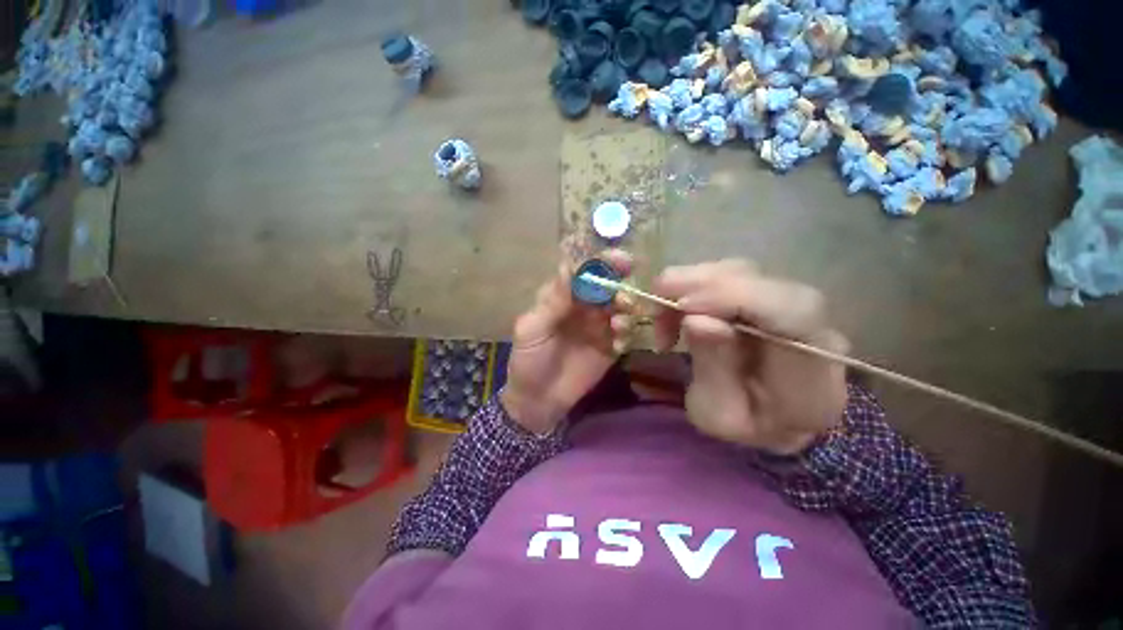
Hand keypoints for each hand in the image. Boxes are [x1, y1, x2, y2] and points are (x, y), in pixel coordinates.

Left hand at [501, 250, 633, 434]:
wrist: (538, 400)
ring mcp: (599, 325)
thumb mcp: (531, 330)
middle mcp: (583, 306)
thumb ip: (551, 302)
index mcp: (561, 297)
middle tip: (625, 293)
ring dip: (626, 308)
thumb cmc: (528, 361)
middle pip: (606, 284)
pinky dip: (627, 333)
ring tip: (619, 322)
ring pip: (620, 306)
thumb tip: (567, 267)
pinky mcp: (610, 346)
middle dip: (619, 282)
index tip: (617, 260)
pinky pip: (625, 333)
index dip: (599, 263)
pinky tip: (618, 343)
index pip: (582, 272)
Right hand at [654, 260, 848, 454]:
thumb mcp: (720, 415)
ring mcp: (788, 303)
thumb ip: (713, 370)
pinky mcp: (765, 294)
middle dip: (698, 286)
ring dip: (689, 286)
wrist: (777, 418)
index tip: (683, 307)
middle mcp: (810, 323)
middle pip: (758, 280)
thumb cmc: (748, 426)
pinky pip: (726, 276)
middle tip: (658, 310)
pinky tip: (678, 311)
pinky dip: (692, 287)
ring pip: (737, 271)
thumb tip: (695, 319)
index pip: (792, 311)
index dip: (735, 297)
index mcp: (812, 369)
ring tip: (665, 319)